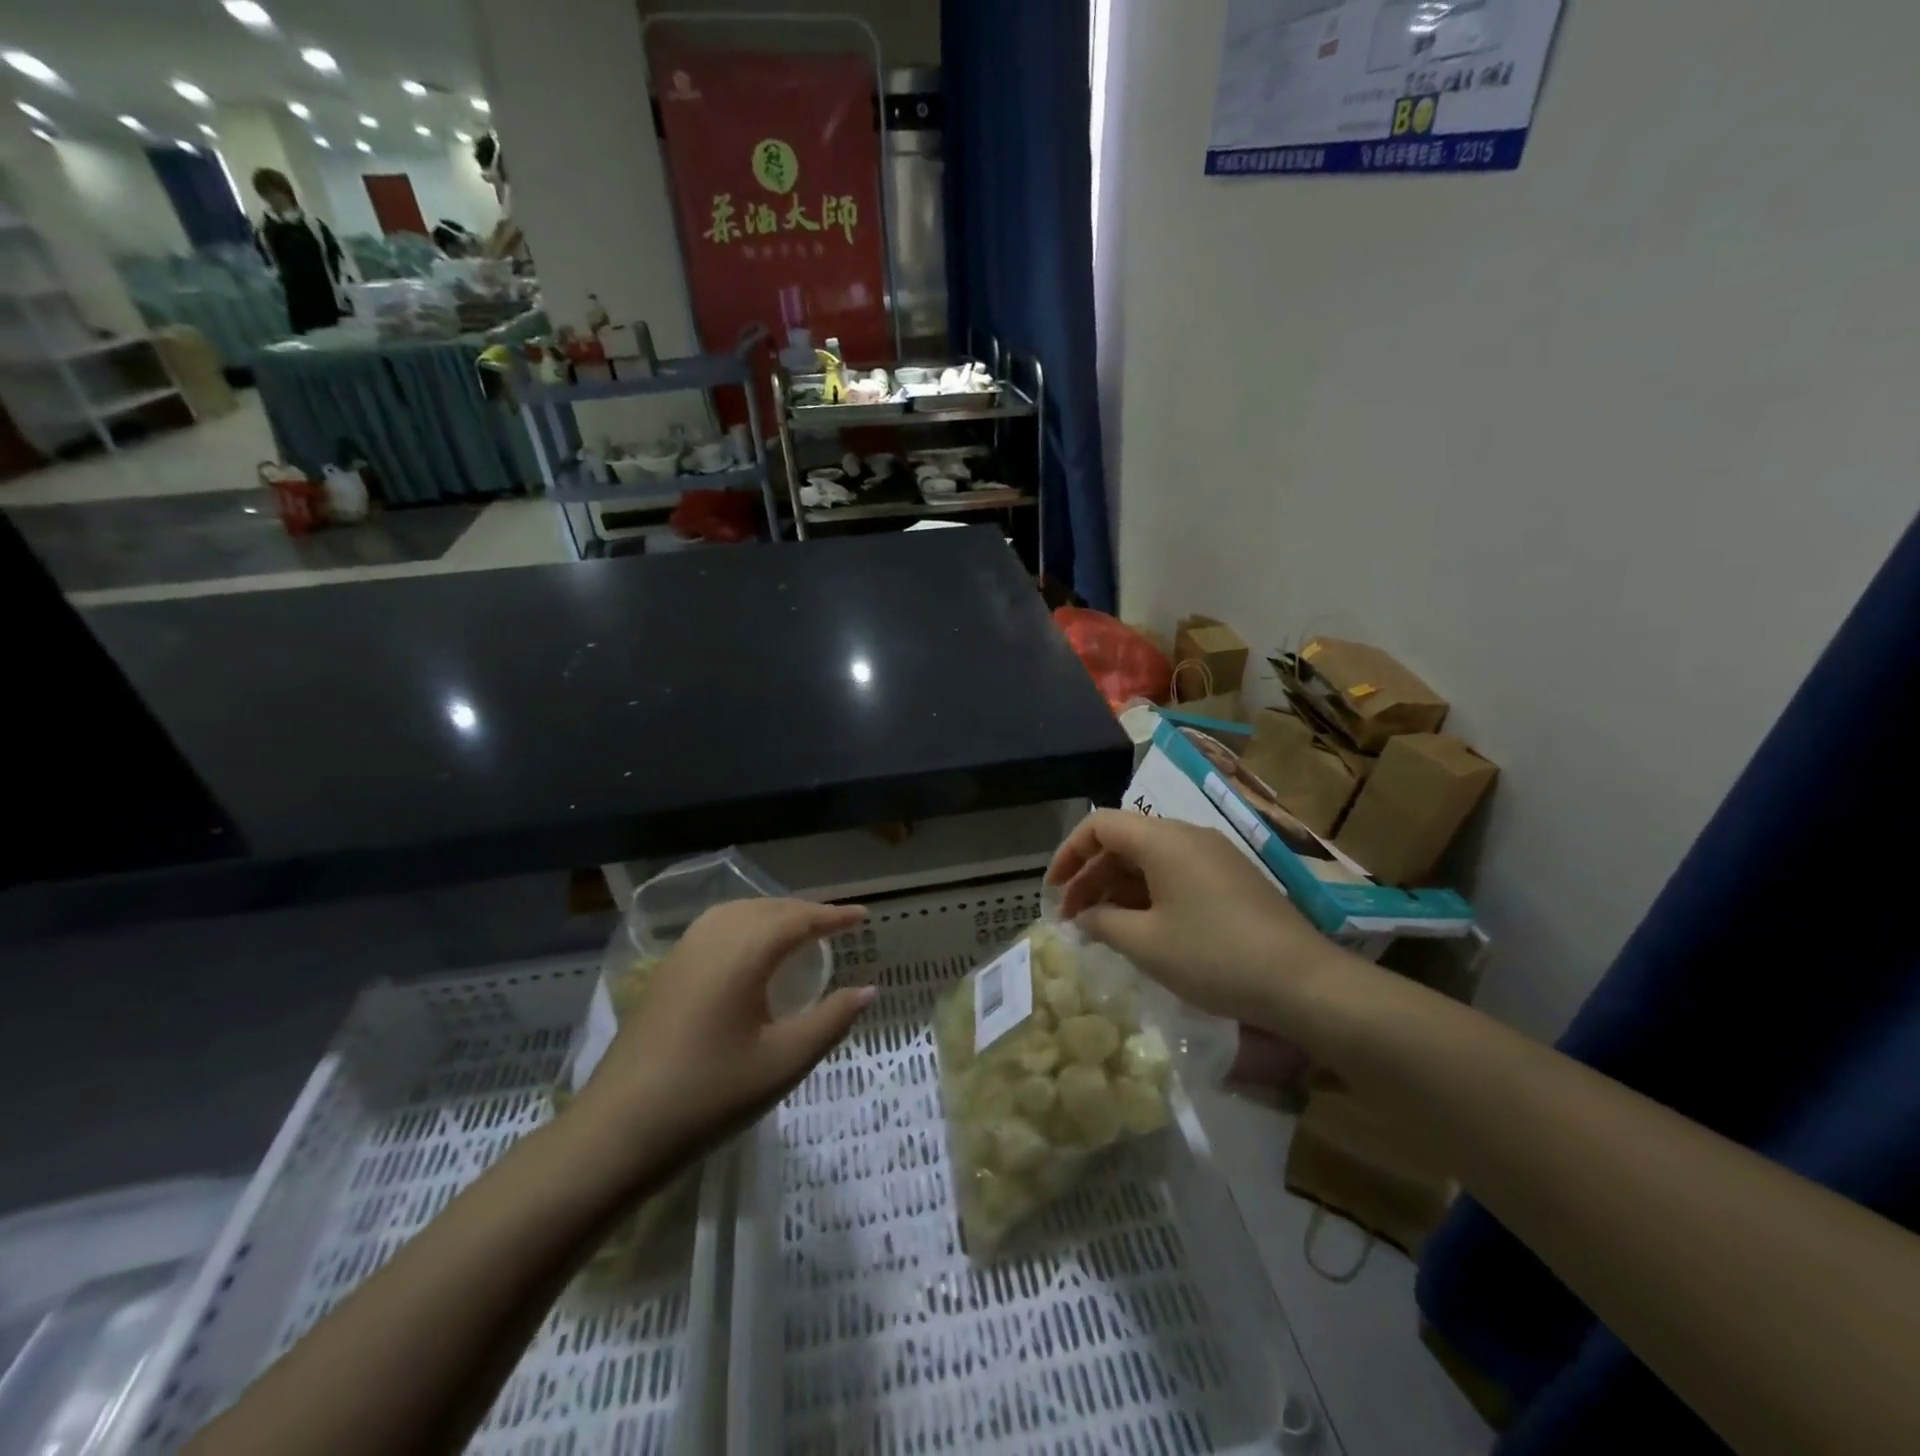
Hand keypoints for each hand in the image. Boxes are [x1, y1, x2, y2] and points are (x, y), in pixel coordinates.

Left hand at [573, 898, 873, 1164]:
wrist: (618, 1132)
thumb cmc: (710, 1095)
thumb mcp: (783, 1062)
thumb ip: (831, 1020)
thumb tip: (868, 990)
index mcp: (744, 952)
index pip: (798, 918)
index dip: (833, 916)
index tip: (864, 916)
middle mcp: (712, 938)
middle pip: (768, 908)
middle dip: (805, 912)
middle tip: (836, 927)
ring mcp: (683, 953)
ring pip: (738, 913)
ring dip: (773, 915)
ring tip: (798, 933)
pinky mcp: (666, 972)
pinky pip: (716, 928)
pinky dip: (745, 925)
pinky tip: (750, 954)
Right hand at [1046, 810, 1354, 1031]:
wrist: (1304, 983)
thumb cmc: (1214, 957)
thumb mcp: (1146, 944)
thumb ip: (1104, 923)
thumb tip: (1085, 917)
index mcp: (1163, 839)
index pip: (1100, 825)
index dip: (1068, 853)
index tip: (1052, 890)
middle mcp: (1188, 836)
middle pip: (1124, 841)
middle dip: (1091, 876)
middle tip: (1073, 918)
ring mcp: (1214, 856)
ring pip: (1150, 859)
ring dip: (1119, 888)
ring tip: (1103, 928)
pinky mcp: (1232, 879)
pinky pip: (1176, 873)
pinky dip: (1149, 894)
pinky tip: (1144, 928)